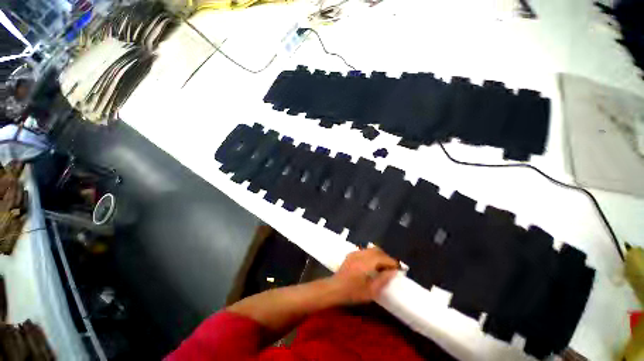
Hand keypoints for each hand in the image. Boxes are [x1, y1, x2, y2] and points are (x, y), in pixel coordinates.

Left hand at [331, 247, 398, 304]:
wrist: (335, 288)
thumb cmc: (353, 292)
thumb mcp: (371, 291)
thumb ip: (383, 280)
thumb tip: (393, 271)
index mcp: (367, 263)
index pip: (383, 258)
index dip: (393, 262)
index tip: (400, 268)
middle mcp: (361, 254)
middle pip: (377, 250)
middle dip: (386, 257)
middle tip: (392, 267)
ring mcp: (355, 253)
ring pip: (371, 249)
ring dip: (379, 255)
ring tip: (383, 266)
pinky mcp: (351, 254)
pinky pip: (365, 251)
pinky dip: (371, 255)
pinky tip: (372, 264)